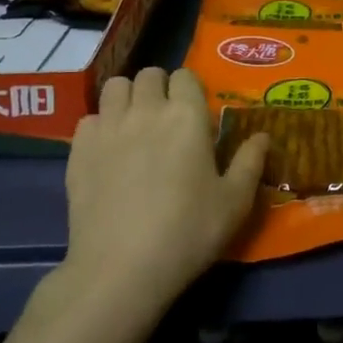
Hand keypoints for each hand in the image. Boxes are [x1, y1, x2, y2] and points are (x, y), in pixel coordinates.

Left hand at [61, 67, 267, 312]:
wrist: (121, 268)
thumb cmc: (187, 232)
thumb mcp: (234, 202)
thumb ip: (250, 162)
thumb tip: (263, 136)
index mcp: (187, 116)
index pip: (186, 76)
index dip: (191, 91)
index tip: (196, 115)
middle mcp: (146, 110)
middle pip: (149, 75)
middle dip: (159, 89)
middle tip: (166, 120)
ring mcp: (108, 127)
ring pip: (115, 87)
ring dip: (128, 98)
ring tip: (135, 126)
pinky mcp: (79, 149)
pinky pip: (90, 118)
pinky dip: (100, 126)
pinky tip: (108, 151)